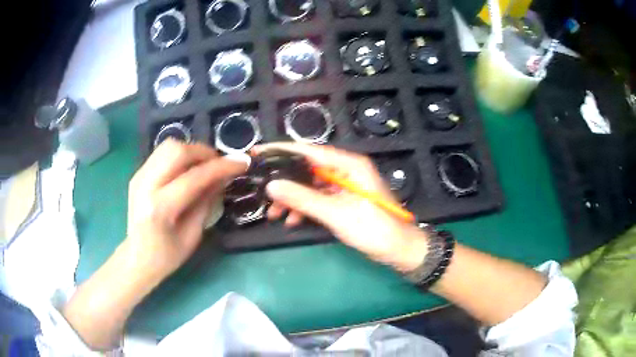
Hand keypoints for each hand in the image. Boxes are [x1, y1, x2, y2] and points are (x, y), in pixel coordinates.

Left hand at [126, 139, 246, 278]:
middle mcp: (145, 185)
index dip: (221, 167)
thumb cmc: (167, 256)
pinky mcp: (138, 174)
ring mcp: (139, 177)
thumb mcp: (193, 235)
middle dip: (204, 152)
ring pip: (168, 146)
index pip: (194, 177)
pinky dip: (180, 156)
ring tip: (205, 165)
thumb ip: (207, 202)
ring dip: (192, 151)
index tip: (241, 163)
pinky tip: (188, 170)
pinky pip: (162, 154)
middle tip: (220, 163)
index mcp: (160, 208)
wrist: (137, 258)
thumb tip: (223, 177)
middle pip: (177, 151)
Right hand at [255, 143, 427, 271]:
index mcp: (349, 164)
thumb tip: (272, 185)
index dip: (282, 151)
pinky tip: (292, 221)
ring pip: (311, 186)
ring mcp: (345, 185)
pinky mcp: (344, 200)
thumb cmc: (374, 229)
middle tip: (264, 194)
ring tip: (274, 214)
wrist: (399, 250)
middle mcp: (346, 170)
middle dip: (285, 183)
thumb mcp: (336, 214)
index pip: (310, 151)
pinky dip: (305, 208)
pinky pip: (319, 198)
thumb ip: (303, 198)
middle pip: (307, 170)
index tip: (258, 153)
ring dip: (293, 199)